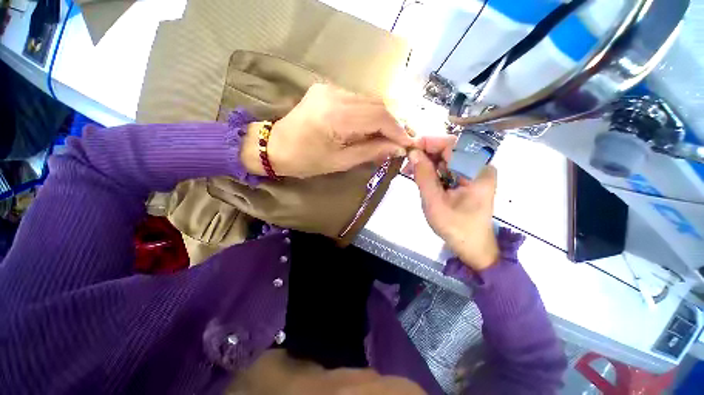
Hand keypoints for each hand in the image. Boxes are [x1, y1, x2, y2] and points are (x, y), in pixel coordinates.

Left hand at [242, 84, 412, 178]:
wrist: (275, 146)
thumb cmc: (306, 160)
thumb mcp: (341, 161)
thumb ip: (371, 151)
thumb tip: (397, 148)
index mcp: (336, 115)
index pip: (379, 116)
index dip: (397, 130)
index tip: (409, 143)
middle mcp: (335, 94)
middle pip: (377, 104)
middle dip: (394, 123)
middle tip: (404, 139)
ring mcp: (330, 88)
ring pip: (369, 100)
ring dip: (383, 118)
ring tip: (391, 135)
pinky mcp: (327, 89)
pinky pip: (357, 100)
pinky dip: (369, 113)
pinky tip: (373, 127)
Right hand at [407, 136, 498, 270]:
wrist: (472, 246)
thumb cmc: (455, 227)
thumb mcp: (434, 202)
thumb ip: (424, 176)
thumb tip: (413, 152)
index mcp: (477, 171)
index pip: (452, 145)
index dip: (429, 142)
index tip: (409, 148)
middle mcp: (480, 167)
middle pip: (450, 149)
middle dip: (426, 153)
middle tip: (407, 162)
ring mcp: (474, 173)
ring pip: (447, 158)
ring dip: (427, 162)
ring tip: (410, 171)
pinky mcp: (468, 179)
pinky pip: (448, 168)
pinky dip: (433, 170)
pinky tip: (421, 176)